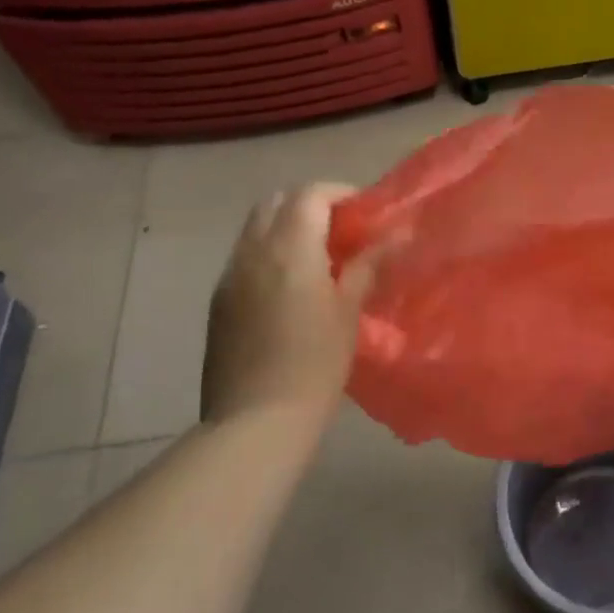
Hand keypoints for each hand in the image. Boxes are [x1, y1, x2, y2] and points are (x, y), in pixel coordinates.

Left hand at [203, 184, 377, 424]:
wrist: (256, 419)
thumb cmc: (315, 363)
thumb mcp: (348, 311)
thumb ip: (366, 266)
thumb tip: (393, 238)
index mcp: (289, 248)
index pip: (310, 195)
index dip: (339, 193)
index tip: (363, 211)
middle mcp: (253, 251)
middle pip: (276, 201)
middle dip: (309, 203)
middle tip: (340, 228)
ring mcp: (230, 274)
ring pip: (256, 227)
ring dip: (286, 226)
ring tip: (317, 254)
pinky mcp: (220, 299)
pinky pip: (245, 255)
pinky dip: (269, 251)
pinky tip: (291, 283)